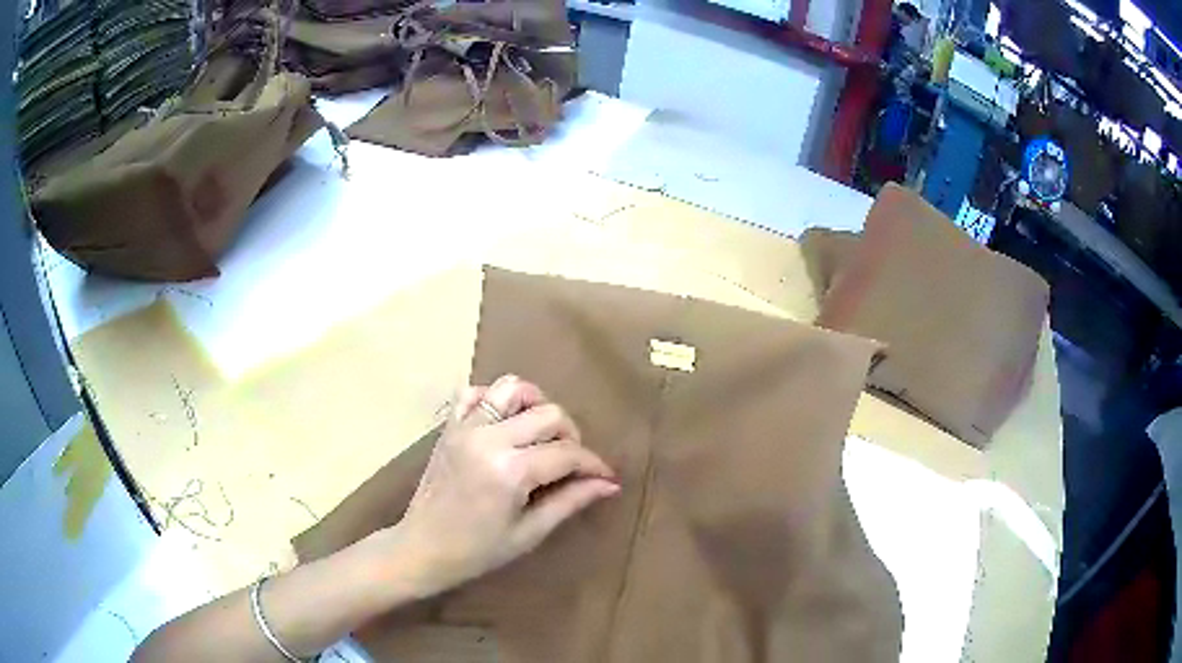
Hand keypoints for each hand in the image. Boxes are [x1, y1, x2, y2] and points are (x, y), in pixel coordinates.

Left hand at [390, 375, 618, 596]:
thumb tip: (609, 484)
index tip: (606, 476)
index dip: (594, 464)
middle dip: (571, 436)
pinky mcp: (449, 426)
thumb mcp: (529, 532)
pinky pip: (475, 392)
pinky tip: (505, 423)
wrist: (421, 548)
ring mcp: (465, 427)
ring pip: (513, 388)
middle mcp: (489, 438)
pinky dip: (495, 399)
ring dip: (536, 405)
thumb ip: (570, 501)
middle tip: (572, 463)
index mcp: (510, 471)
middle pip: (549, 414)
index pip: (567, 453)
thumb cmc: (477, 551)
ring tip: (541, 434)